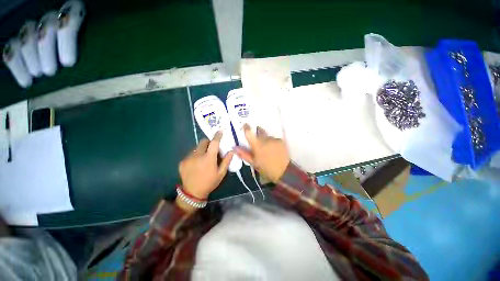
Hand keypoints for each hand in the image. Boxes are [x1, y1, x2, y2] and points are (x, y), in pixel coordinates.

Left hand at [179, 131, 233, 199]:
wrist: (193, 193)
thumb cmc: (210, 182)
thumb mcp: (221, 173)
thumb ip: (226, 161)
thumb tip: (232, 150)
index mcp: (208, 158)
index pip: (214, 142)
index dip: (217, 136)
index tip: (220, 131)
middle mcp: (197, 155)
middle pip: (203, 141)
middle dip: (208, 142)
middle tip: (211, 148)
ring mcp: (188, 158)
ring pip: (196, 147)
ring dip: (201, 149)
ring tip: (203, 158)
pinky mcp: (182, 161)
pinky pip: (190, 154)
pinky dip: (195, 156)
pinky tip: (196, 164)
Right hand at [234, 124, 289, 182]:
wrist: (283, 172)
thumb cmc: (266, 168)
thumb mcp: (253, 163)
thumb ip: (243, 154)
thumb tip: (234, 147)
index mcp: (257, 145)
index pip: (249, 132)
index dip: (246, 127)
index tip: (245, 125)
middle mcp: (265, 139)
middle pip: (259, 131)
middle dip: (257, 133)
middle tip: (257, 141)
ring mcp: (274, 139)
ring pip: (267, 136)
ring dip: (265, 139)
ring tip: (267, 148)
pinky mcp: (280, 141)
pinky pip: (274, 139)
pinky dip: (272, 142)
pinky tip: (274, 149)